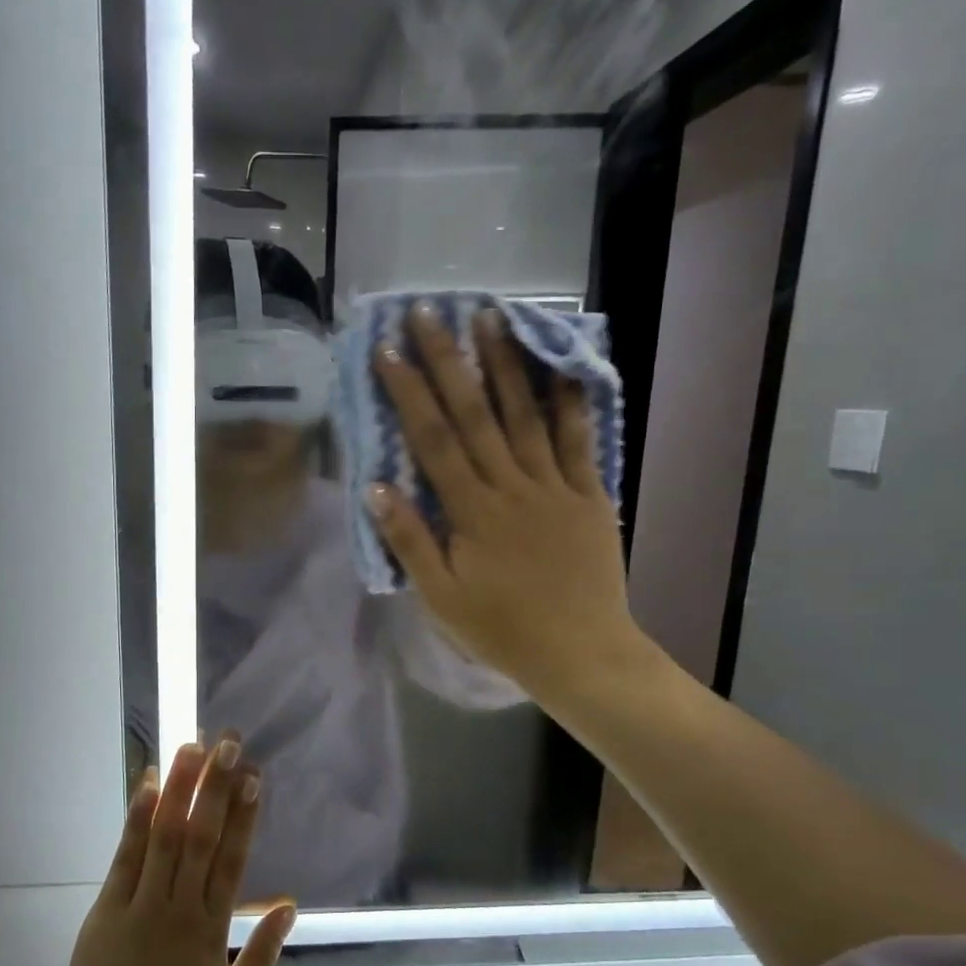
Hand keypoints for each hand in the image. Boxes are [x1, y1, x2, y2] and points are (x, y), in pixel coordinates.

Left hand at [46, 740, 295, 965]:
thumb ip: (262, 956)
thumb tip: (288, 903)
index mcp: (211, 934)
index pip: (233, 860)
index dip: (245, 815)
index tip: (254, 775)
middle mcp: (178, 910)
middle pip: (201, 837)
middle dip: (216, 786)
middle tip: (228, 742)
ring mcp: (139, 908)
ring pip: (164, 837)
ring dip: (180, 789)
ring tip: (192, 747)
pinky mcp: (105, 913)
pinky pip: (125, 858)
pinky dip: (137, 820)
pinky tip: (148, 786)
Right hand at [366, 303, 653, 700]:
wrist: (580, 653)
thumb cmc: (502, 630)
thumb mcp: (441, 598)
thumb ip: (409, 541)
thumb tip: (375, 488)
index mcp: (471, 513)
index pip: (433, 441)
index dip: (409, 393)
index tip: (388, 351)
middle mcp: (510, 487)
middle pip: (475, 414)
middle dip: (449, 361)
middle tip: (430, 313)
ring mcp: (554, 487)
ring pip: (526, 415)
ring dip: (506, 364)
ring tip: (492, 317)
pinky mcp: (589, 495)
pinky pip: (579, 441)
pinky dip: (571, 401)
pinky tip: (563, 364)